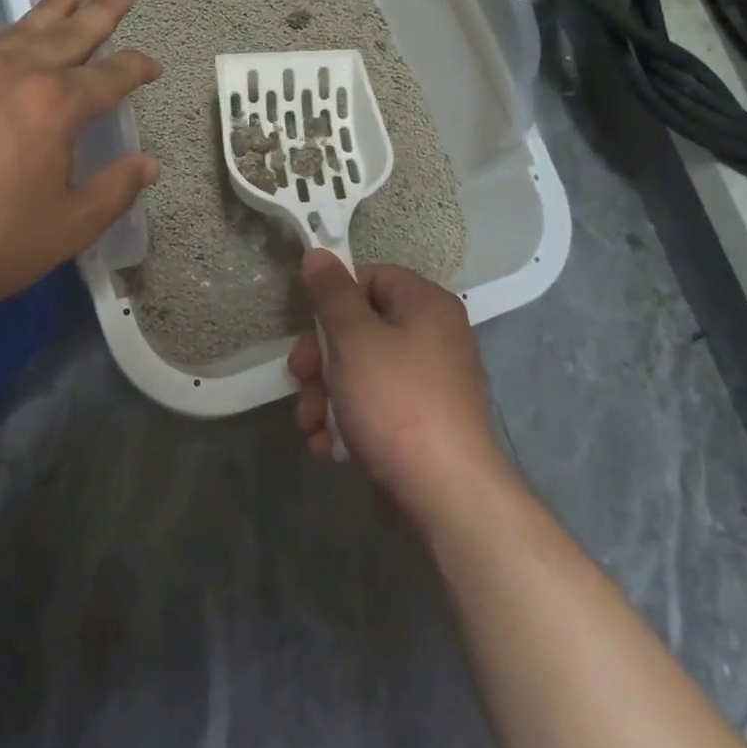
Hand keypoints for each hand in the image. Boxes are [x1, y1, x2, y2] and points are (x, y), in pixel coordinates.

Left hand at [0, 0, 159, 319]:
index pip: (110, 75)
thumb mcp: (66, 229)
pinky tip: (14, 37)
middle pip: (70, 32)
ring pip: (23, 27)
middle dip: (102, 10)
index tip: (153, 66)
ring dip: (54, 5)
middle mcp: (15, 72)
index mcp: (56, 105)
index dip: (137, 68)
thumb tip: (148, 164)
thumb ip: (114, 191)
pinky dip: (12, 34)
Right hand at [289, 252, 506, 523]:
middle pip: (362, 329)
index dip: (335, 300)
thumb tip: (318, 254)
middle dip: (322, 358)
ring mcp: (431, 384)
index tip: (310, 328)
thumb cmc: (395, 401)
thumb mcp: (353, 338)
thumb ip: (331, 294)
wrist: (445, 494)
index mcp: (426, 305)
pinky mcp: (423, 424)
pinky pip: (378, 407)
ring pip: (363, 372)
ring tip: (310, 423)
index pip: (372, 278)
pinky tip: (329, 446)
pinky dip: (349, 421)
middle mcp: (435, 337)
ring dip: (326, 394)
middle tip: (301, 378)